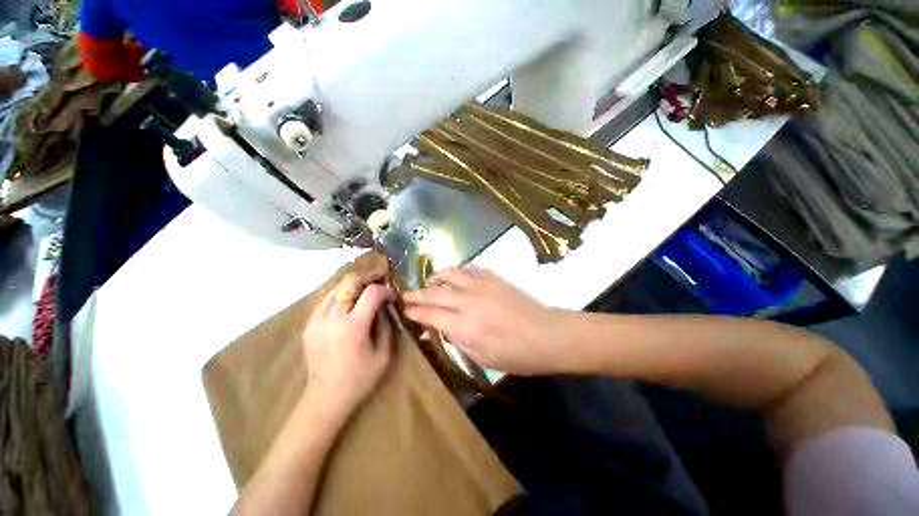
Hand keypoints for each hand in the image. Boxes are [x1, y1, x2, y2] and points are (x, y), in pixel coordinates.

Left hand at [302, 271, 395, 423]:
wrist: (326, 398)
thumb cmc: (360, 378)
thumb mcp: (384, 353)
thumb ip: (386, 323)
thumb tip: (385, 303)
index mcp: (353, 327)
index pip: (372, 293)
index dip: (385, 290)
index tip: (392, 296)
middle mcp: (332, 318)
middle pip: (350, 281)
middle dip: (368, 275)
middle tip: (380, 277)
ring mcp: (316, 320)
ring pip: (336, 287)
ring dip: (354, 283)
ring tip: (367, 287)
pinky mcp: (308, 324)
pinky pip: (326, 299)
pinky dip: (341, 294)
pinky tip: (350, 301)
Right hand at [403, 268, 572, 374]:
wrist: (547, 335)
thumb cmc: (515, 355)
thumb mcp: (481, 357)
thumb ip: (454, 340)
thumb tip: (432, 330)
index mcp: (465, 326)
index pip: (430, 315)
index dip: (414, 312)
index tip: (404, 310)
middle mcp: (469, 302)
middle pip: (435, 294)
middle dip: (417, 294)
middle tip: (406, 295)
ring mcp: (482, 286)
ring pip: (450, 275)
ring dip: (435, 279)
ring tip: (429, 284)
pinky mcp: (493, 278)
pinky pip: (469, 270)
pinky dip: (457, 274)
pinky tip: (455, 279)